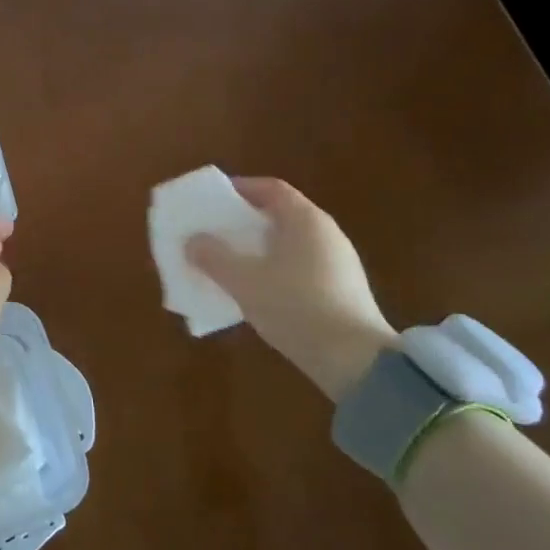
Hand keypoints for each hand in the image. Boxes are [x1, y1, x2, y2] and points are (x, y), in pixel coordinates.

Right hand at [185, 177, 395, 400]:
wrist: (356, 361)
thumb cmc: (296, 307)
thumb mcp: (244, 281)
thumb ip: (214, 257)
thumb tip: (193, 241)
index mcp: (305, 220)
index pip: (270, 188)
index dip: (239, 189)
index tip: (213, 201)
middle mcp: (326, 233)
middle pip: (280, 215)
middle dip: (244, 222)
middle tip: (214, 232)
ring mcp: (338, 262)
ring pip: (289, 243)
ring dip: (258, 249)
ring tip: (229, 263)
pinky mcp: (342, 290)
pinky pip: (300, 267)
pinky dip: (275, 269)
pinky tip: (257, 291)